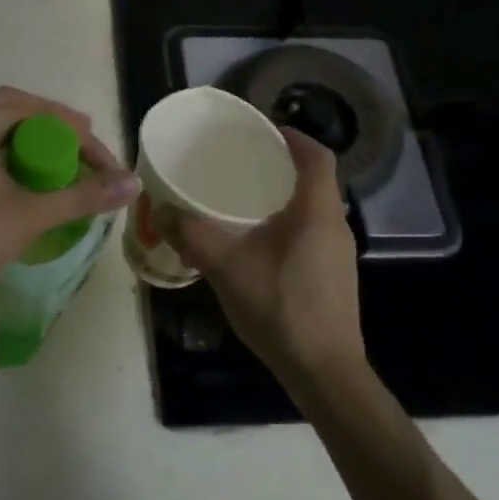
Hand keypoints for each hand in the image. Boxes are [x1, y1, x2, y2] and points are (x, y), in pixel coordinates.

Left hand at [0, 87, 138, 307]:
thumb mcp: (28, 217)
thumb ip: (82, 197)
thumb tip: (133, 184)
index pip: (39, 111)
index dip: (80, 136)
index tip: (106, 165)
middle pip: (11, 108)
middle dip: (52, 126)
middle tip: (84, 148)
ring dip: (24, 137)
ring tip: (54, 161)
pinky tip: (13, 177)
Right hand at [161, 128, 369, 387]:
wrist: (323, 370)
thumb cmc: (279, 306)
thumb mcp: (225, 266)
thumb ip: (191, 234)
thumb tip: (160, 209)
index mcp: (316, 212)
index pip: (317, 157)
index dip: (294, 137)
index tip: (265, 129)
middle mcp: (335, 226)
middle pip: (314, 182)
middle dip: (281, 167)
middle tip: (243, 164)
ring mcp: (338, 255)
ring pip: (312, 211)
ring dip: (283, 199)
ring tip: (244, 202)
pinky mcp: (333, 278)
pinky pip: (311, 235)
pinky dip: (287, 226)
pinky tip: (257, 246)